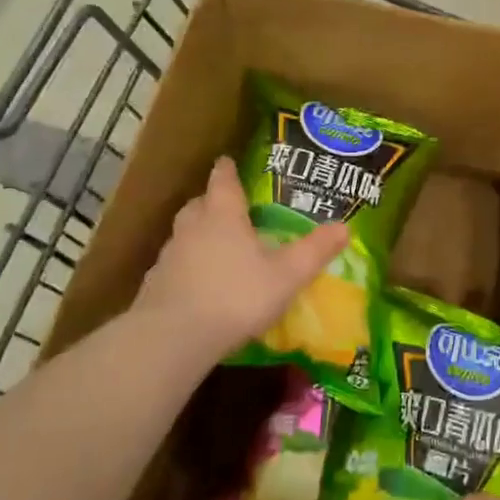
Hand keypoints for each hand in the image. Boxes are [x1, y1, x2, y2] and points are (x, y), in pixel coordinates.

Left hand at [129, 157, 349, 364]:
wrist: (173, 338)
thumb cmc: (236, 296)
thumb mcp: (287, 275)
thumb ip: (314, 251)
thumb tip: (345, 227)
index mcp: (223, 215)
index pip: (223, 181)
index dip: (227, 170)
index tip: (228, 161)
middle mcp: (193, 227)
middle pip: (199, 204)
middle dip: (212, 201)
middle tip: (228, 206)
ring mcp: (169, 256)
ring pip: (184, 234)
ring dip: (198, 234)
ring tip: (217, 246)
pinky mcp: (154, 285)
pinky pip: (174, 265)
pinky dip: (187, 266)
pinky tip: (199, 284)